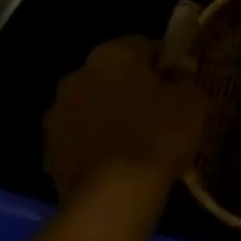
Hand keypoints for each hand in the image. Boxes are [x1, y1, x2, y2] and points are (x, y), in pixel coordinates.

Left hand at [43, 36, 206, 201]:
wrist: (114, 195)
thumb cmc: (158, 135)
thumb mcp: (192, 100)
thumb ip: (185, 78)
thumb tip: (179, 71)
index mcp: (112, 55)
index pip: (143, 44)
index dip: (165, 61)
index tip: (180, 80)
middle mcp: (78, 76)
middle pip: (112, 73)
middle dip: (133, 85)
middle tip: (160, 107)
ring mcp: (57, 114)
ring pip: (93, 104)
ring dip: (111, 113)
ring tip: (138, 138)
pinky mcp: (48, 150)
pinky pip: (80, 136)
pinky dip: (96, 141)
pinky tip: (119, 160)